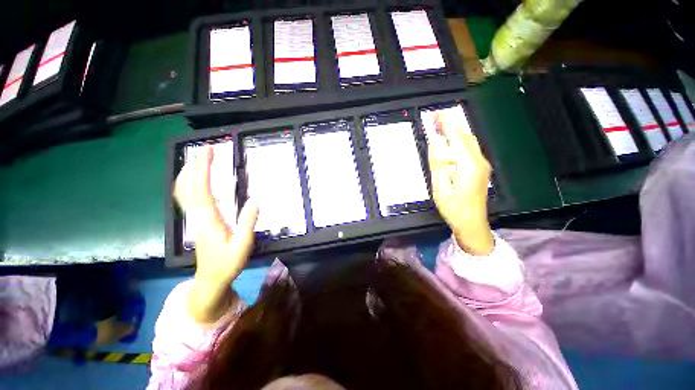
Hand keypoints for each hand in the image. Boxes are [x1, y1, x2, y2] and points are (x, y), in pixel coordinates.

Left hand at [174, 147, 258, 322]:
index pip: (202, 189)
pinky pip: (187, 198)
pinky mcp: (196, 220)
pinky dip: (189, 183)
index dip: (203, 168)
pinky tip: (196, 179)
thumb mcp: (243, 244)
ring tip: (200, 158)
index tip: (209, 151)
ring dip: (189, 172)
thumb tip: (256, 199)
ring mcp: (194, 218)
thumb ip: (248, 222)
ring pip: (183, 191)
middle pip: (187, 186)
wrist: (211, 278)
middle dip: (194, 165)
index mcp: (208, 219)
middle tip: (205, 149)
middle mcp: (197, 215)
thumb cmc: (228, 263)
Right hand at [428, 112, 493, 254]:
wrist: (472, 223)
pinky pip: (470, 150)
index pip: (456, 138)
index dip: (446, 124)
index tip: (436, 114)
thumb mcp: (440, 187)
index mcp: (468, 165)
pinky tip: (449, 145)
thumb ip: (437, 164)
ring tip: (440, 129)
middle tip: (435, 120)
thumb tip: (434, 144)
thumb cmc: (454, 207)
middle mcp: (478, 161)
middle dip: (451, 126)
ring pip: (469, 142)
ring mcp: (482, 165)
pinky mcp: (480, 170)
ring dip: (455, 133)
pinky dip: (459, 143)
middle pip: (465, 137)